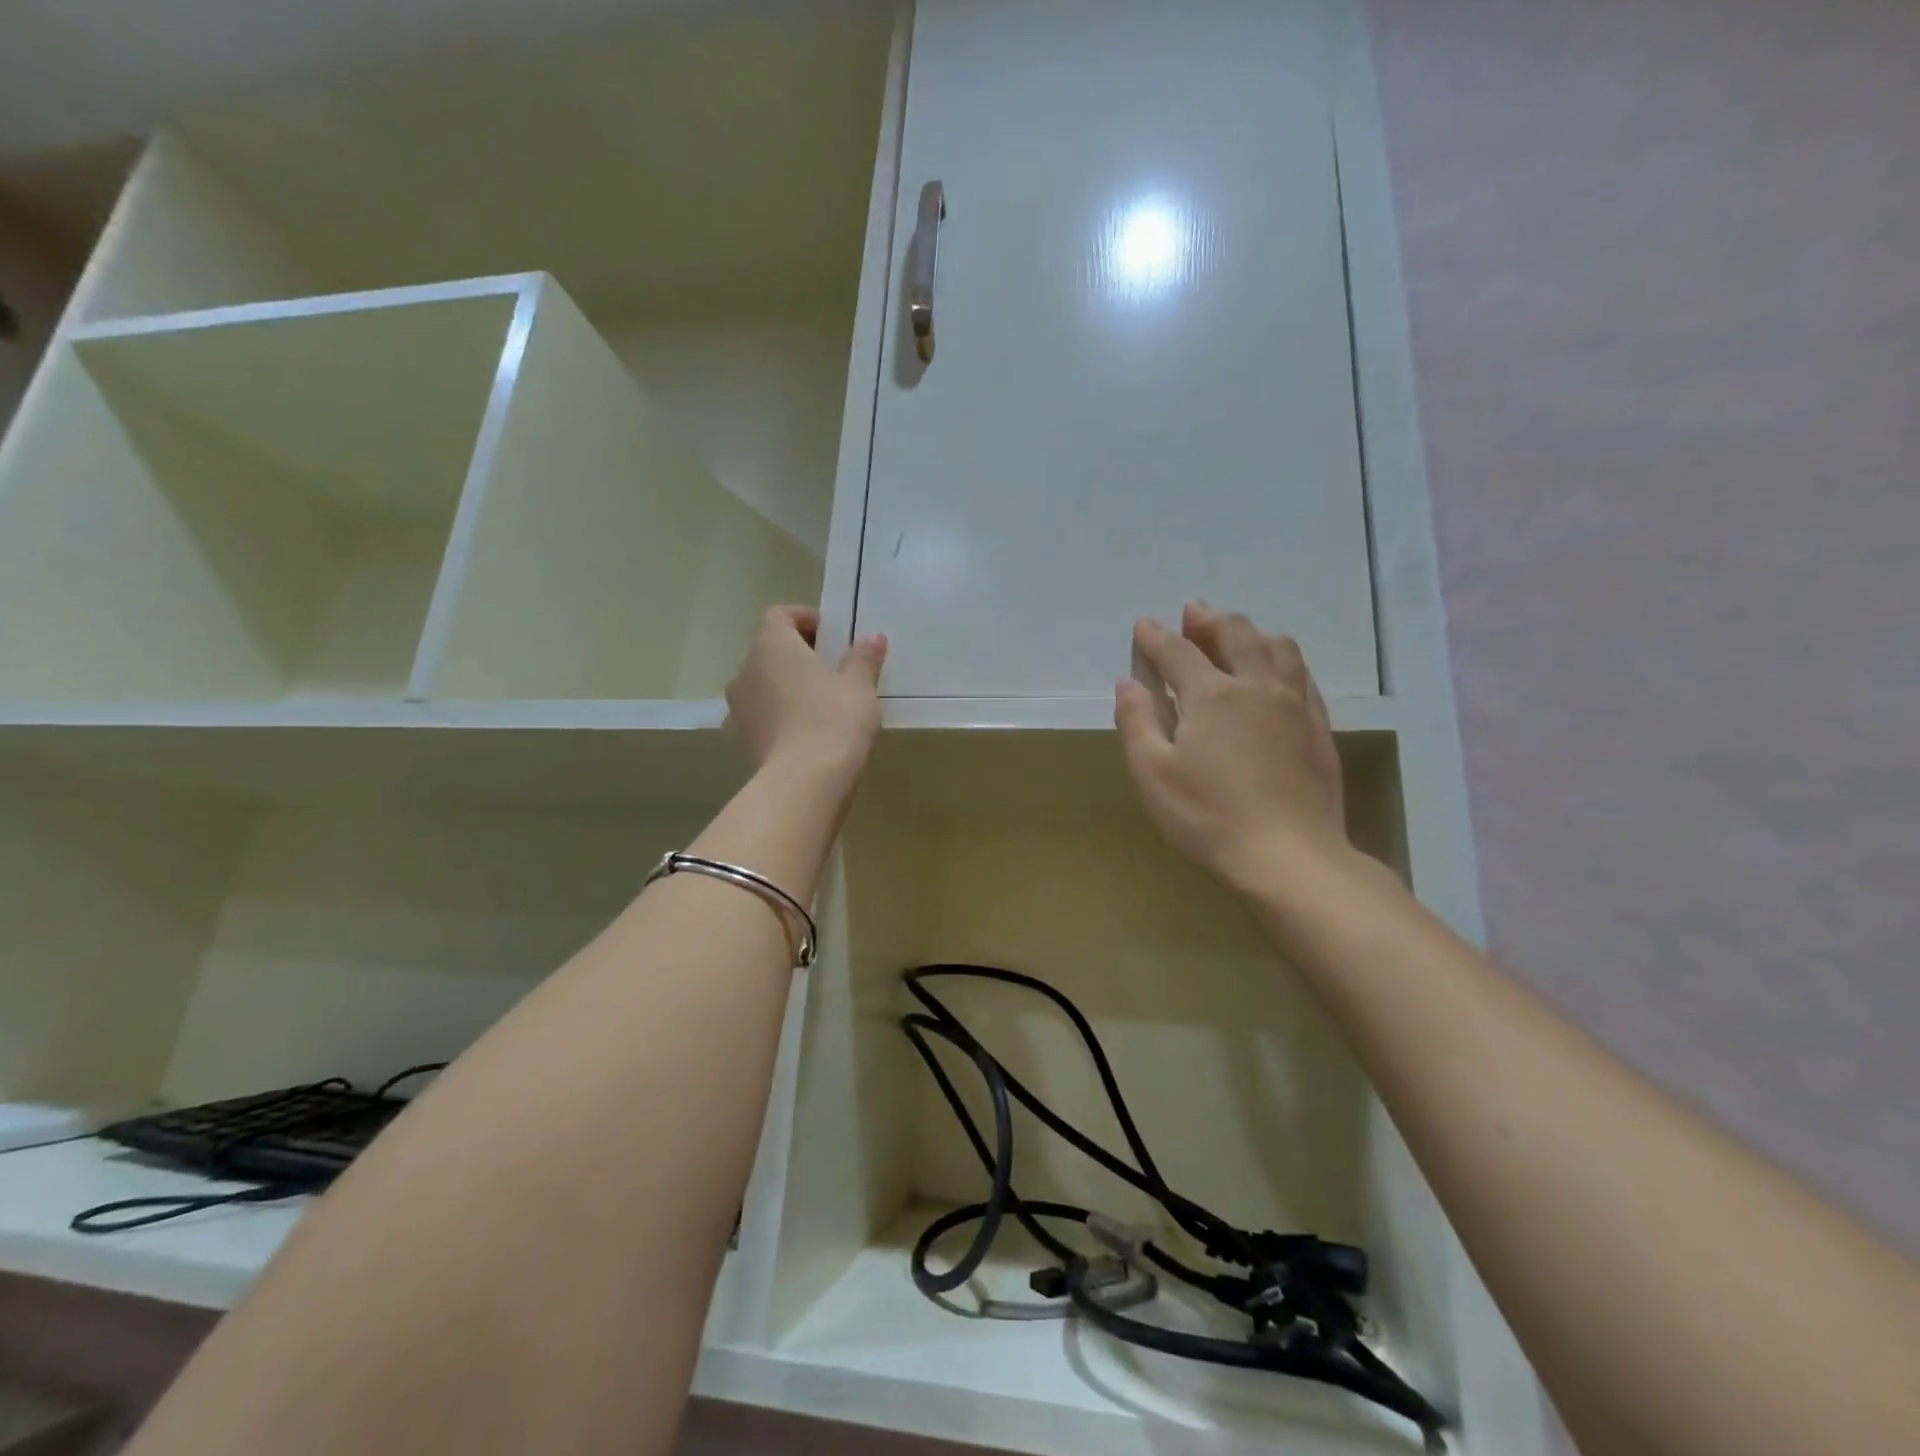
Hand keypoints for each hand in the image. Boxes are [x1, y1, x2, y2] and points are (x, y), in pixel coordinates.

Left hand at [725, 607, 886, 786]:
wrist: (804, 783)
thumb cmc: (833, 721)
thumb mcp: (859, 687)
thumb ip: (863, 658)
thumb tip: (872, 638)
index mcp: (772, 646)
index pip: (779, 615)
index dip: (804, 618)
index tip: (832, 635)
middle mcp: (745, 671)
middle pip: (769, 650)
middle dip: (798, 655)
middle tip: (832, 670)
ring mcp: (738, 709)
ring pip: (762, 685)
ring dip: (785, 687)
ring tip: (819, 704)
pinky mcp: (741, 741)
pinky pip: (760, 717)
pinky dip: (778, 717)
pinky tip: (804, 733)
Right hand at [1115, 603, 1347, 892]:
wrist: (1289, 855)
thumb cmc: (1209, 816)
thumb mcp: (1152, 773)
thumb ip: (1137, 721)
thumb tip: (1129, 683)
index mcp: (1212, 694)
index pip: (1178, 652)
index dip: (1157, 636)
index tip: (1144, 625)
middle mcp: (1256, 686)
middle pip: (1235, 634)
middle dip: (1208, 620)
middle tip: (1193, 614)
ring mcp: (1294, 704)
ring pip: (1277, 647)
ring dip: (1252, 631)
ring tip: (1237, 634)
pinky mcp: (1318, 726)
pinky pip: (1302, 674)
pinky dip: (1282, 658)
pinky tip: (1277, 671)